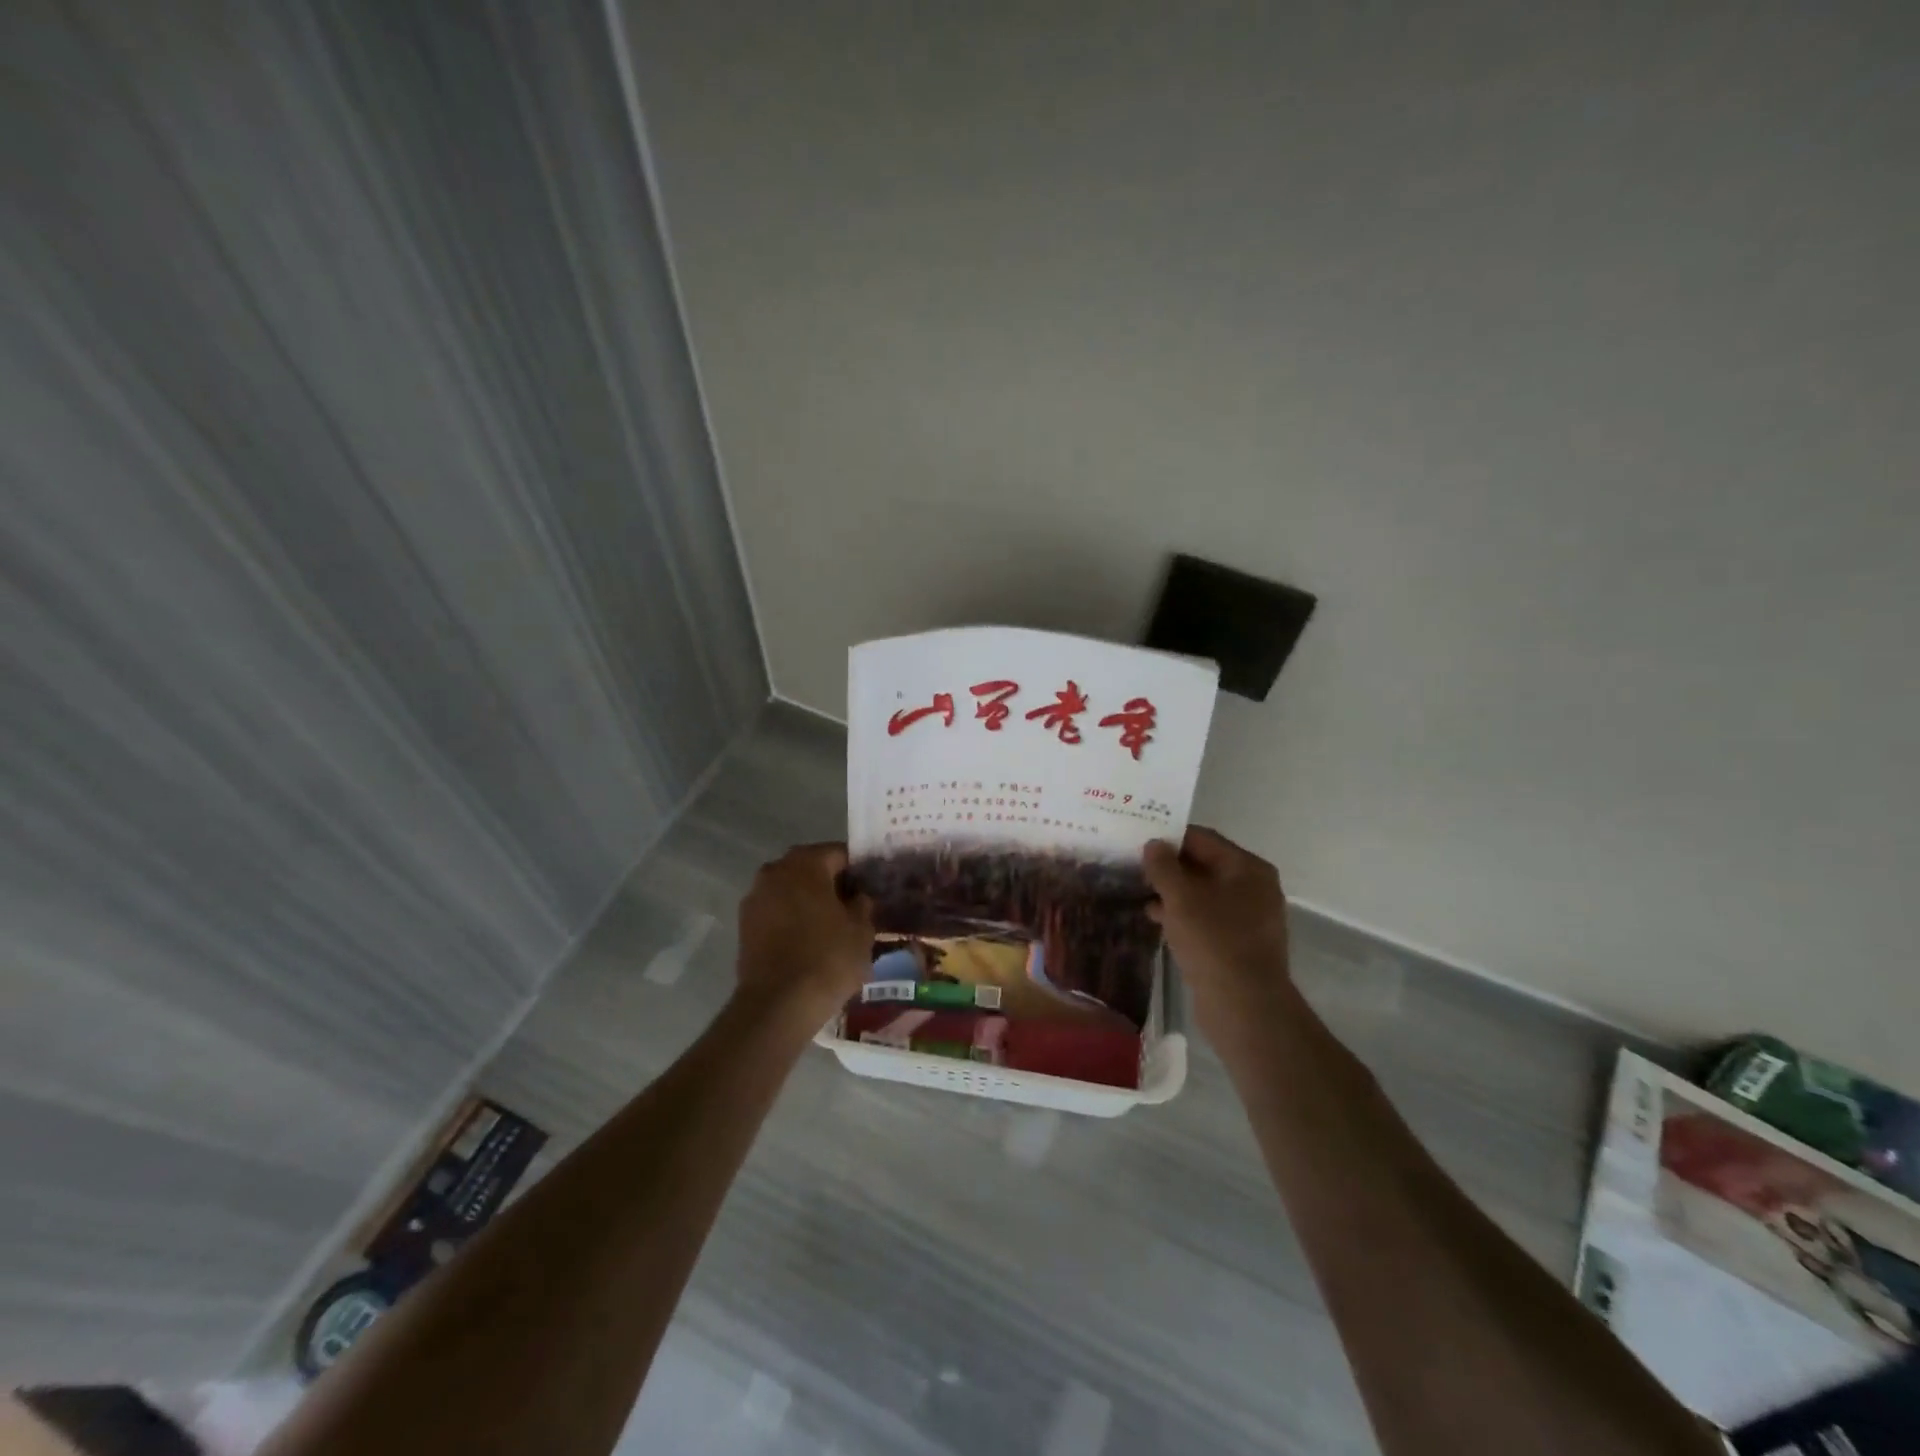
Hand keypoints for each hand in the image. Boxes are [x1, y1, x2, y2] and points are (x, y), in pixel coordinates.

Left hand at [734, 843, 873, 1025]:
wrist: (777, 1005)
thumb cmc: (827, 958)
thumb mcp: (862, 929)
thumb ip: (863, 904)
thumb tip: (859, 896)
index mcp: (805, 862)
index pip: (839, 853)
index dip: (859, 870)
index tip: (873, 888)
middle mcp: (775, 870)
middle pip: (812, 869)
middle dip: (833, 884)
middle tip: (855, 907)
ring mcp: (755, 897)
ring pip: (792, 890)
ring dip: (810, 901)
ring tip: (833, 927)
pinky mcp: (745, 925)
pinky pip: (777, 912)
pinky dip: (793, 919)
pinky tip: (810, 941)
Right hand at [1143, 827, 1293, 1035]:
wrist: (1244, 1007)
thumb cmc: (1213, 941)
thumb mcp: (1180, 897)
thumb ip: (1163, 866)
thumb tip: (1153, 844)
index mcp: (1247, 868)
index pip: (1202, 839)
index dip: (1168, 837)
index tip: (1137, 838)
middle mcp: (1253, 887)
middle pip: (1203, 865)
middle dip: (1168, 866)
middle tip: (1133, 865)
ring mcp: (1248, 917)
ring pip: (1202, 893)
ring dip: (1172, 891)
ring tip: (1138, 890)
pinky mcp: (1238, 943)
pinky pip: (1206, 918)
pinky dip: (1182, 914)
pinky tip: (1154, 918)